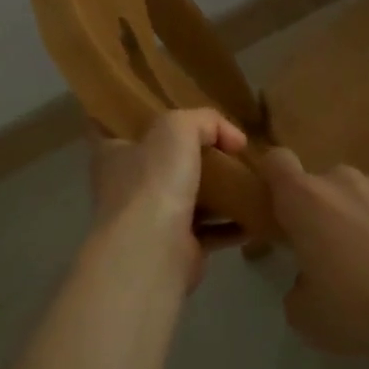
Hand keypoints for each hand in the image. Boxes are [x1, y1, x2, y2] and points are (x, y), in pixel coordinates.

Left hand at [88, 109, 247, 291]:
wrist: (154, 251)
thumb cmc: (154, 181)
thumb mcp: (178, 128)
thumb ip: (205, 121)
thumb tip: (233, 139)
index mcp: (113, 155)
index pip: (124, 130)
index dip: (147, 120)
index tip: (178, 116)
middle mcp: (127, 187)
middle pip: (163, 164)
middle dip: (194, 157)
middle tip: (229, 148)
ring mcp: (151, 221)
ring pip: (189, 198)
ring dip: (218, 192)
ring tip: (250, 178)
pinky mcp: (177, 249)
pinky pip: (210, 231)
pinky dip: (232, 224)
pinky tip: (255, 214)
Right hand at [257, 150, 368, 368]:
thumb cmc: (360, 311)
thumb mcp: (306, 316)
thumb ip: (296, 286)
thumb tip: (308, 279)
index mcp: (306, 200)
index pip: (277, 161)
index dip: (275, 177)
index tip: (281, 205)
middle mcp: (344, 178)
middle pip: (325, 184)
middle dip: (326, 211)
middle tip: (338, 254)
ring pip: (366, 191)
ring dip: (365, 214)